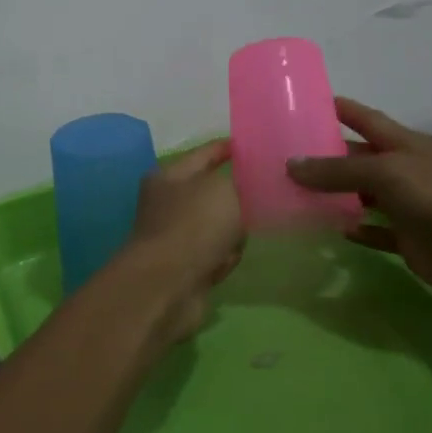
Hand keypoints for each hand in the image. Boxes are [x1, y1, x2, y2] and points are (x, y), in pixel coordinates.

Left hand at [115, 139, 244, 344]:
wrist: (170, 285)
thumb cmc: (194, 225)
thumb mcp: (224, 188)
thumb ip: (240, 180)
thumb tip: (244, 184)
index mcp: (169, 176)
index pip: (204, 153)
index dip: (227, 148)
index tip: (253, 146)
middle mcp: (167, 203)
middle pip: (213, 193)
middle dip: (237, 199)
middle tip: (264, 196)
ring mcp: (174, 236)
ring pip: (218, 226)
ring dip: (233, 234)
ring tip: (239, 238)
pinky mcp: (184, 267)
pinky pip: (215, 255)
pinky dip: (223, 259)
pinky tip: (223, 264)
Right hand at [287, 98, 431, 304]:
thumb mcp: (385, 172)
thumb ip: (338, 170)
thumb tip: (291, 164)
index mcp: (401, 144)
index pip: (364, 118)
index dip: (339, 109)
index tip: (305, 103)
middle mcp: (402, 171)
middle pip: (357, 158)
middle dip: (326, 157)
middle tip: (284, 158)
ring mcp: (405, 206)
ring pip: (362, 195)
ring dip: (335, 195)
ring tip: (296, 195)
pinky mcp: (408, 239)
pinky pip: (376, 232)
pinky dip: (357, 230)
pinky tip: (336, 231)